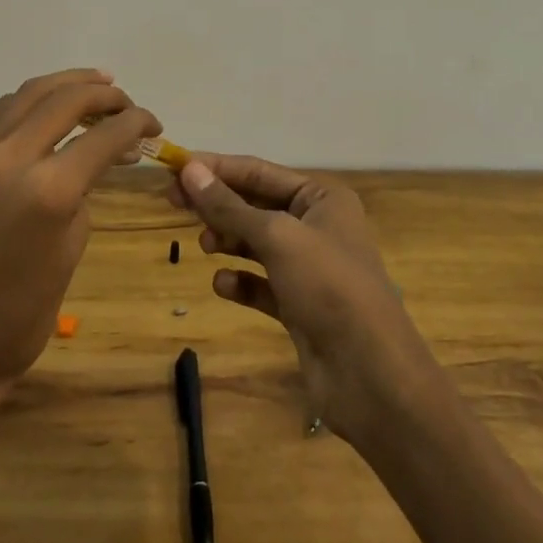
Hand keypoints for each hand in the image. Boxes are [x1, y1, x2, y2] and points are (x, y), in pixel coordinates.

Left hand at [0, 69, 159, 405]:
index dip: (136, 123)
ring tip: (98, 85)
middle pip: (65, 99)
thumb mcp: (71, 250)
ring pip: (28, 94)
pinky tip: (54, 109)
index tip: (154, 125)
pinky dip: (35, 101)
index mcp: (48, 190)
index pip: (103, 135)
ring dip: (67, 84)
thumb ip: (84, 193)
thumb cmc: (21, 315)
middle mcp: (11, 158)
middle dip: (104, 94)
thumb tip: (97, 160)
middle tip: (128, 104)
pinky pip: (4, 113)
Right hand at [174, 154, 440, 444]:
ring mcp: (309, 268)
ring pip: (256, 242)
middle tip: (172, 203)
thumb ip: (229, 205)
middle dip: (217, 204)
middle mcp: (316, 226)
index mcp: (321, 197)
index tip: (173, 168)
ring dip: (228, 240)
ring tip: (204, 245)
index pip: (258, 171)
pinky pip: (261, 283)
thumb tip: (189, 169)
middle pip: (254, 204)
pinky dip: (241, 281)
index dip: (215, 167)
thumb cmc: (328, 287)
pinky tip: (223, 285)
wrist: (370, 375)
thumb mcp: (276, 237)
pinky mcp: (299, 305)